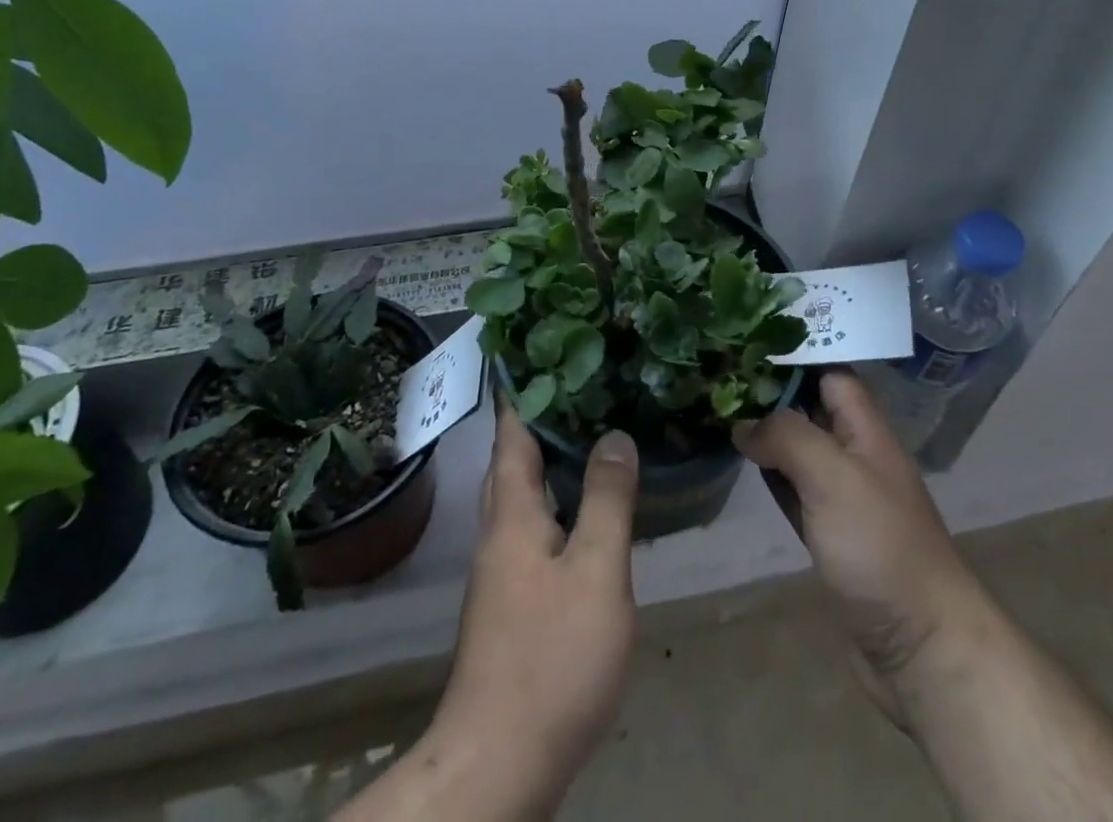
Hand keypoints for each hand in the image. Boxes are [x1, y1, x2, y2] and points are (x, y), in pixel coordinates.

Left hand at [425, 404, 639, 815]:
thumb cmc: (551, 657)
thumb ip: (607, 499)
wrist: (498, 764)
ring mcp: (502, 570)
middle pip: (512, 460)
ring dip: (548, 459)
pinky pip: (533, 526)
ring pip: (522, 495)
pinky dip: (557, 501)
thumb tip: (614, 434)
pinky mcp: (513, 603)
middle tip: (581, 382)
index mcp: (512, 513)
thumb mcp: (595, 570)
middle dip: (539, 418)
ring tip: (591, 433)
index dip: (525, 388)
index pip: (512, 431)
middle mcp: (499, 532)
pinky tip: (588, 510)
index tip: (546, 348)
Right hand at [736, 370, 979, 728]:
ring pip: (800, 450)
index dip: (793, 357)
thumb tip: (745, 424)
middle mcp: (856, 455)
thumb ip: (787, 437)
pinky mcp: (831, 535)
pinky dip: (771, 475)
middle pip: (811, 408)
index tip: (747, 345)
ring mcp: (844, 497)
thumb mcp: (832, 476)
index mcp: (866, 430)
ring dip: (768, 433)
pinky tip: (743, 465)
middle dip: (771, 392)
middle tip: (720, 376)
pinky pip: (795, 491)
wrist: (922, 646)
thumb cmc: (880, 546)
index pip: (830, 373)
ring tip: (720, 409)